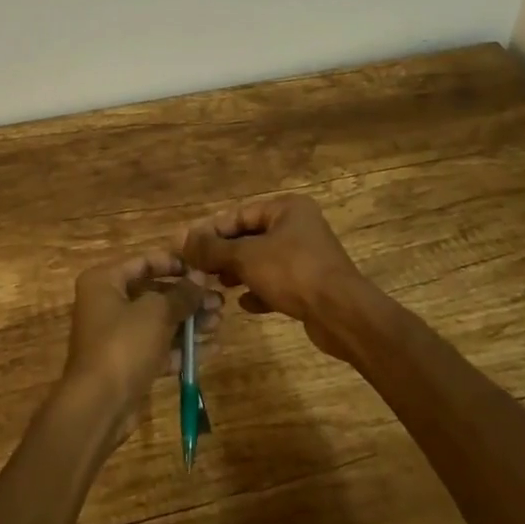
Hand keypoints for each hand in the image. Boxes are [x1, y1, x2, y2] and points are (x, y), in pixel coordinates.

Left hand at [61, 251, 221, 438]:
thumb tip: (200, 276)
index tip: (201, 270)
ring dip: (189, 322)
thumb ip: (181, 294)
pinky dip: (182, 348)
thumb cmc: (124, 344)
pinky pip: (159, 348)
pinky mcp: (129, 364)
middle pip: (153, 294)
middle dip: (187, 298)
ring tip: (219, 322)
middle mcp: (108, 304)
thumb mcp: (156, 313)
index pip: (142, 262)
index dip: (173, 264)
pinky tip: (212, 348)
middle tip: (219, 301)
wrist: (99, 405)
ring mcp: (117, 336)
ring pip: (159, 322)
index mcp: (104, 281)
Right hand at [181, 194, 369, 359]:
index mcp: (286, 209)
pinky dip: (259, 290)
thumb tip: (181, 240)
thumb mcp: (245, 257)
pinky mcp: (311, 285)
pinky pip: (277, 283)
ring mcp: (307, 257)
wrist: (342, 315)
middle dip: (223, 254)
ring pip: (262, 261)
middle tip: (199, 269)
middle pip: (250, 237)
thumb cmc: (293, 272)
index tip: (187, 248)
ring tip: (217, 285)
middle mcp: (298, 227)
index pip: (238, 215)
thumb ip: (212, 248)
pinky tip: (244, 304)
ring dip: (239, 272)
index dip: (210, 231)